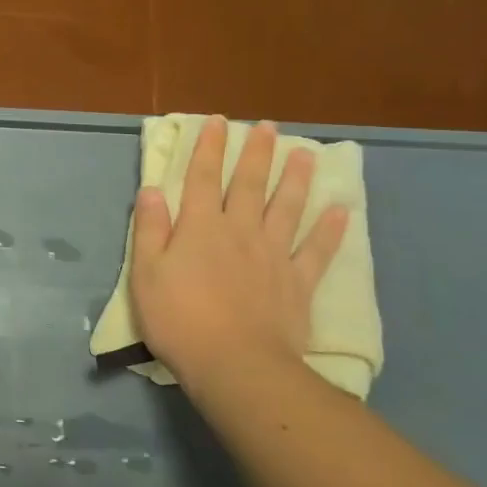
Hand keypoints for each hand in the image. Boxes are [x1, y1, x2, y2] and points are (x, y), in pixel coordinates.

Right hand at [130, 118, 347, 403]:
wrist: (235, 364)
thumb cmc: (180, 319)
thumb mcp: (146, 274)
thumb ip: (150, 229)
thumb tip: (152, 189)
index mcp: (200, 227)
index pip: (203, 178)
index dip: (210, 148)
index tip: (218, 122)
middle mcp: (240, 231)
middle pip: (250, 184)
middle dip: (257, 153)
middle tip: (268, 126)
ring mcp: (274, 255)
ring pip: (287, 208)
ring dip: (296, 179)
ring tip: (305, 154)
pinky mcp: (298, 283)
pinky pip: (317, 251)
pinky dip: (329, 231)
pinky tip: (340, 212)